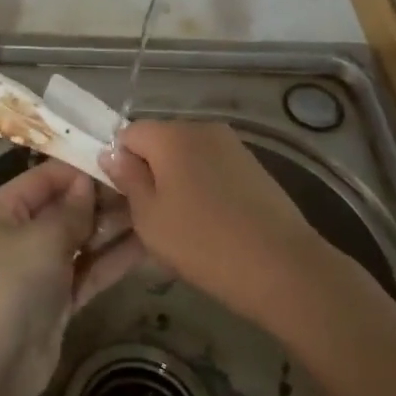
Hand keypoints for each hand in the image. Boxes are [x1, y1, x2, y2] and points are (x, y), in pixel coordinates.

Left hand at [0, 160, 144, 395]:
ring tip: (155, 211)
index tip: (121, 161)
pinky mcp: (58, 296)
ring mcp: (39, 266)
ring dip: (113, 228)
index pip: (45, 177)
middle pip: (66, 207)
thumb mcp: (41, 239)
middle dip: (103, 200)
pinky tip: (148, 246)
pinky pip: (89, 269)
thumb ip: (70, 210)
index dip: (81, 169)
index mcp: (1, 209)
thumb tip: (88, 182)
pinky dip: (113, 259)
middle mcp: (18, 232)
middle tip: (147, 188)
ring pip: (81, 239)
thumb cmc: (10, 287)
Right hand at [100, 121, 326, 326]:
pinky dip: (204, 185)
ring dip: (178, 179)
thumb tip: (112, 153)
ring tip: (183, 222)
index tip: (124, 197)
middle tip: (150, 214)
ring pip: (188, 155)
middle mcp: (201, 128)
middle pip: (160, 141)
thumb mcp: (150, 218)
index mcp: (171, 135)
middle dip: (150, 170)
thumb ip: (128, 180)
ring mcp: (232, 145)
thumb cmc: (204, 243)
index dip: (120, 161)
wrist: (283, 267)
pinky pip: (213, 166)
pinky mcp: (254, 165)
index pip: (128, 133)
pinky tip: (212, 221)